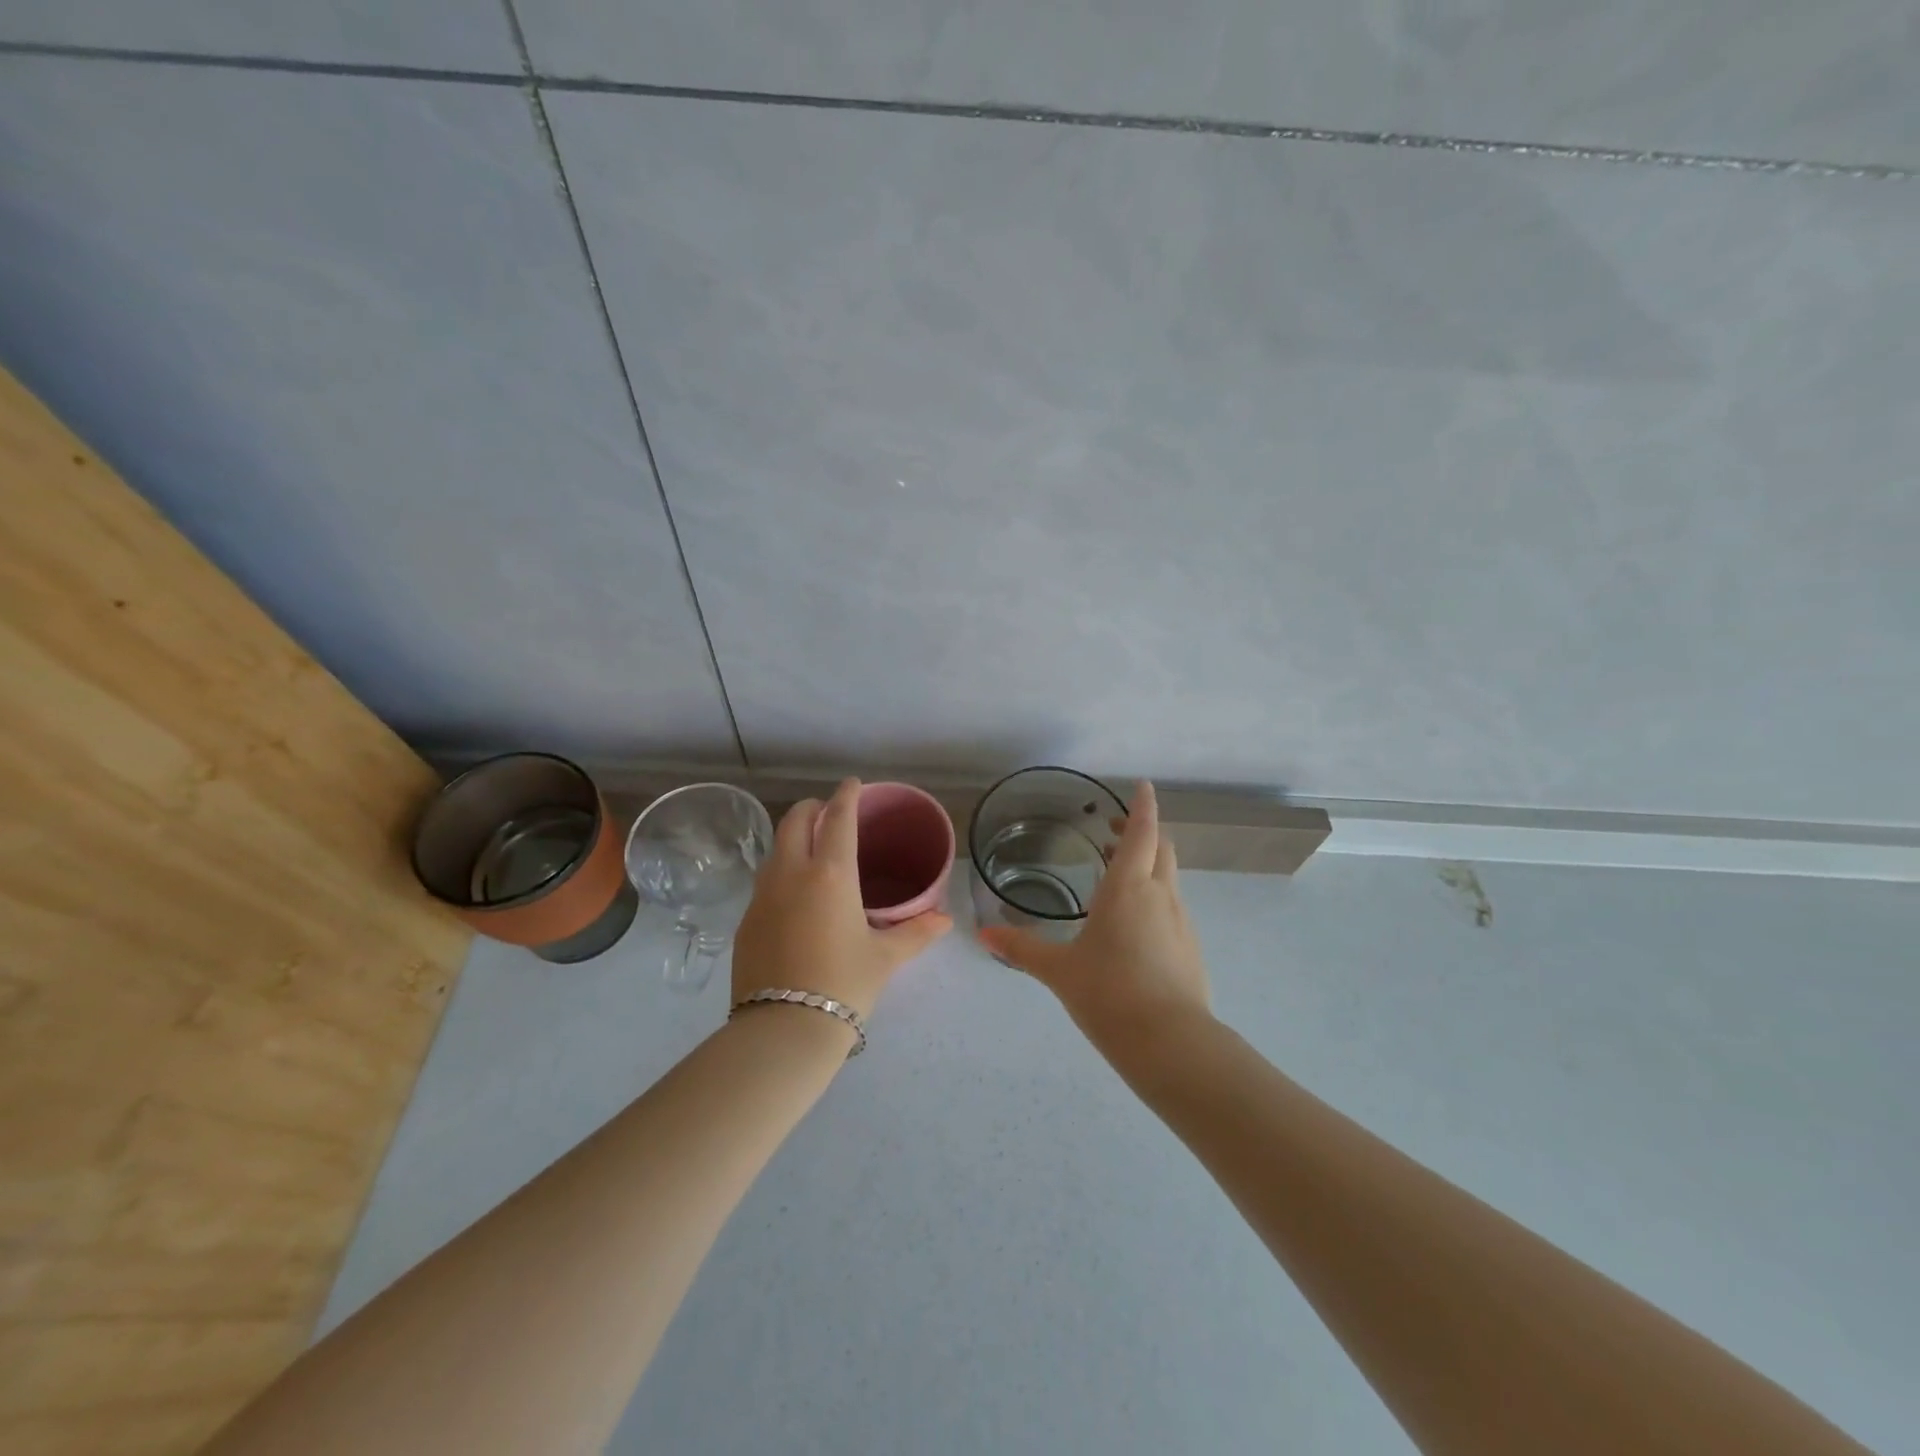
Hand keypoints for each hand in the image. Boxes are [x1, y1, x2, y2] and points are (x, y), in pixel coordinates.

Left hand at [731, 778, 952, 1020]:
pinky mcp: (745, 921)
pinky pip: (764, 881)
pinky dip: (781, 871)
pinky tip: (795, 896)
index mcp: (831, 874)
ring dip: (793, 838)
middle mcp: (791, 874)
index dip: (847, 796)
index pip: (837, 818)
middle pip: (794, 821)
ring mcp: (762, 896)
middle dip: (812, 808)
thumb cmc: (844, 984)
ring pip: (775, 849)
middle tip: (829, 813)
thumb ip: (916, 932)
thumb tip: (944, 920)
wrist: (783, 1030)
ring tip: (812, 850)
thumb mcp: (885, 957)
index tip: (853, 784)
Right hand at [976, 781, 1210, 1053]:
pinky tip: (1134, 928)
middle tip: (1115, 833)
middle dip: (1143, 833)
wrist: (1171, 1043)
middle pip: (1161, 849)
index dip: (1142, 806)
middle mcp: (1160, 895)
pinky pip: (1173, 909)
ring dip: (1149, 867)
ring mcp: (1181, 922)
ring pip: (1168, 879)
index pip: (1141, 832)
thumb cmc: (1109, 994)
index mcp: (1128, 887)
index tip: (1143, 786)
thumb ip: (1022, 948)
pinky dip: (1155, 900)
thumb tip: (983, 936)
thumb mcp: (1059, 970)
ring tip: (1119, 879)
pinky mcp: (1191, 949)